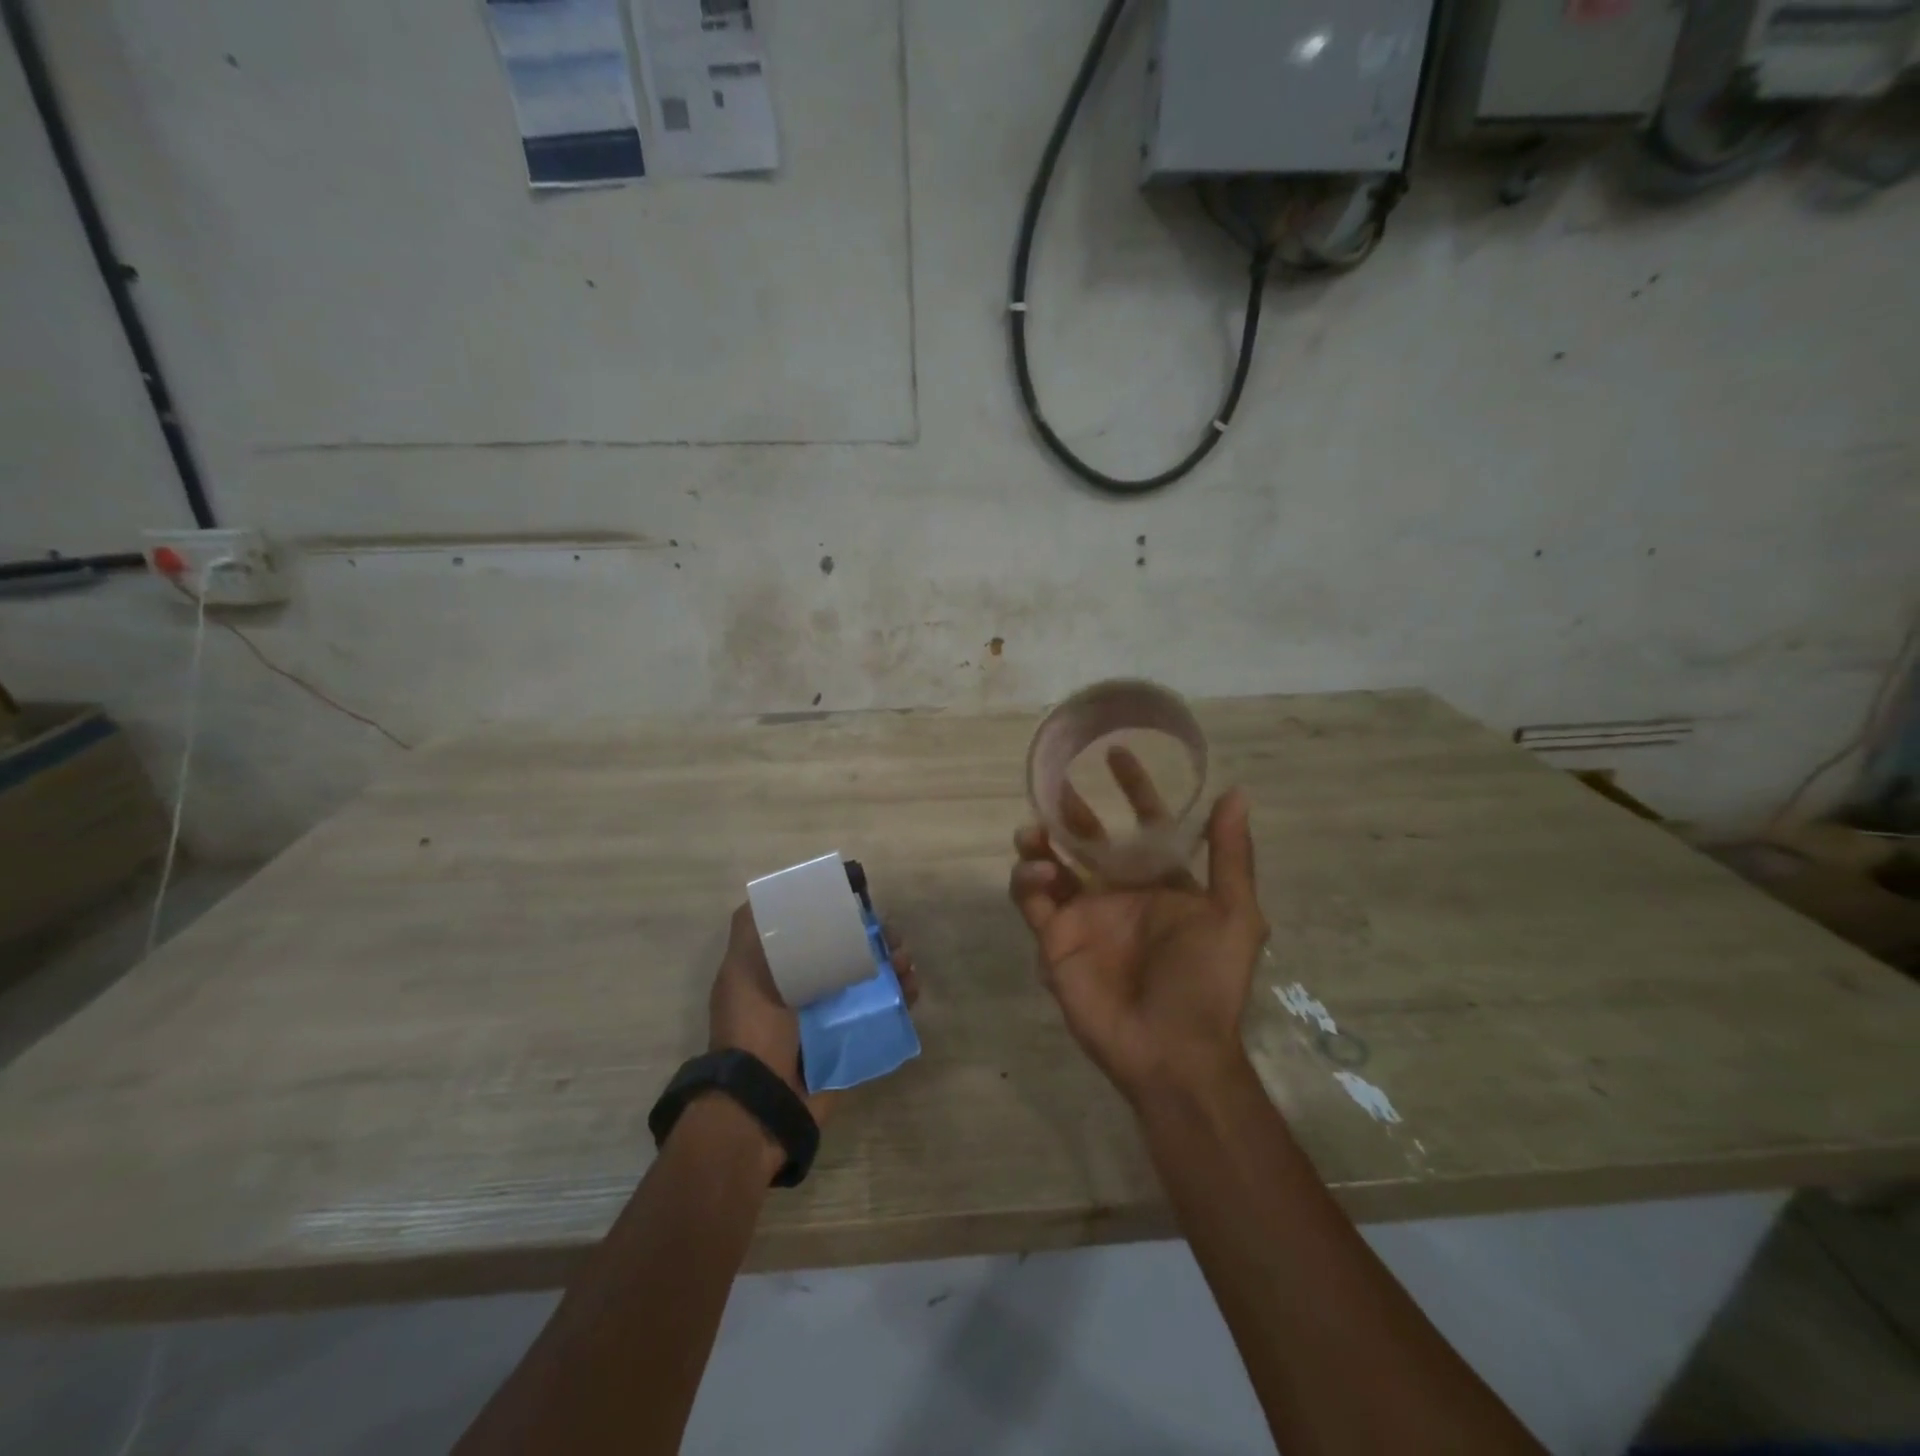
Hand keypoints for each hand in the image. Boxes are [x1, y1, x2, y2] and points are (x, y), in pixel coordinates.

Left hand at [709, 901, 918, 1124]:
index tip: (863, 908)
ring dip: (895, 966)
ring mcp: (834, 1018)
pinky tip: (912, 989)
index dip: (844, 918)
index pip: (820, 934)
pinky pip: (884, 1013)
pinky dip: (902, 998)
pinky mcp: (854, 1043)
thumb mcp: (740, 974)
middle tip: (895, 939)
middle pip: (852, 954)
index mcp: (784, 972)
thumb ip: (750, 933)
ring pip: (873, 980)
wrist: (764, 1104)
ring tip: (907, 965)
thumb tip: (769, 894)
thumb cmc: (752, 1030)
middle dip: (877, 941)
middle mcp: (810, 991)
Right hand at [1009, 748, 1268, 1106]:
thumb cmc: (1207, 981)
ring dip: (1040, 841)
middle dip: (1073, 810)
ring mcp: (1084, 916)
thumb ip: (1229, 855)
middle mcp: (1120, 893)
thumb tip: (1235, 793)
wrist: (1173, 1051)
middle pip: (1088, 839)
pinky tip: (1041, 874)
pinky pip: (1032, 900)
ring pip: (1051, 864)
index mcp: (1162, 883)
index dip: (1134, 789)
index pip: (1144, 825)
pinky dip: (1028, 880)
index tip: (1118, 754)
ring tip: (1036, 829)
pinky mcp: (1054, 939)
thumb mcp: (1235, 916)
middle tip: (1056, 783)